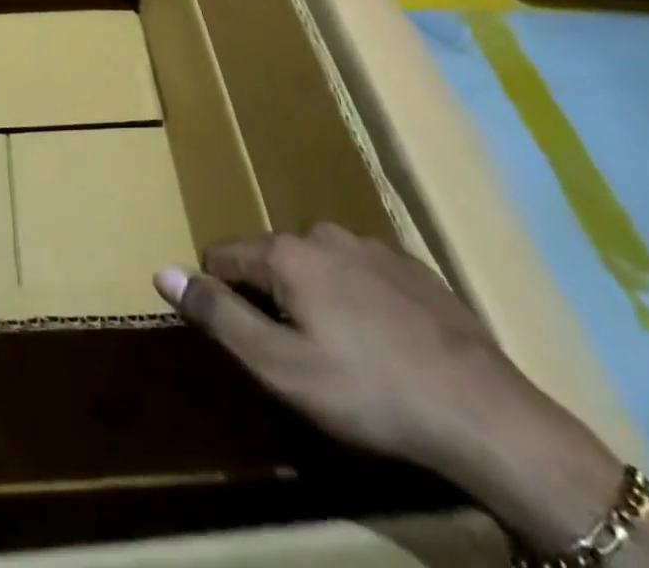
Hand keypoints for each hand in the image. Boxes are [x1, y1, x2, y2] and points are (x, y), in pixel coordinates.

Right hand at [154, 223, 538, 474]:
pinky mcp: (413, 266)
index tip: (241, 338)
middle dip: (271, 298)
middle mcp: (324, 234)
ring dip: (314, 296)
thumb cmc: (370, 392)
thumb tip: (162, 271)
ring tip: (341, 352)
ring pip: (318, 264)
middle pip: (272, 259)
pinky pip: (361, 273)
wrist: (486, 414)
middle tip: (294, 356)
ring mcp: (373, 245)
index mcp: (287, 253)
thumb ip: (219, 315)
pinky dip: (356, 298)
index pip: (223, 256)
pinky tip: (383, 343)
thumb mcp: (281, 368)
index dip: (219, 295)